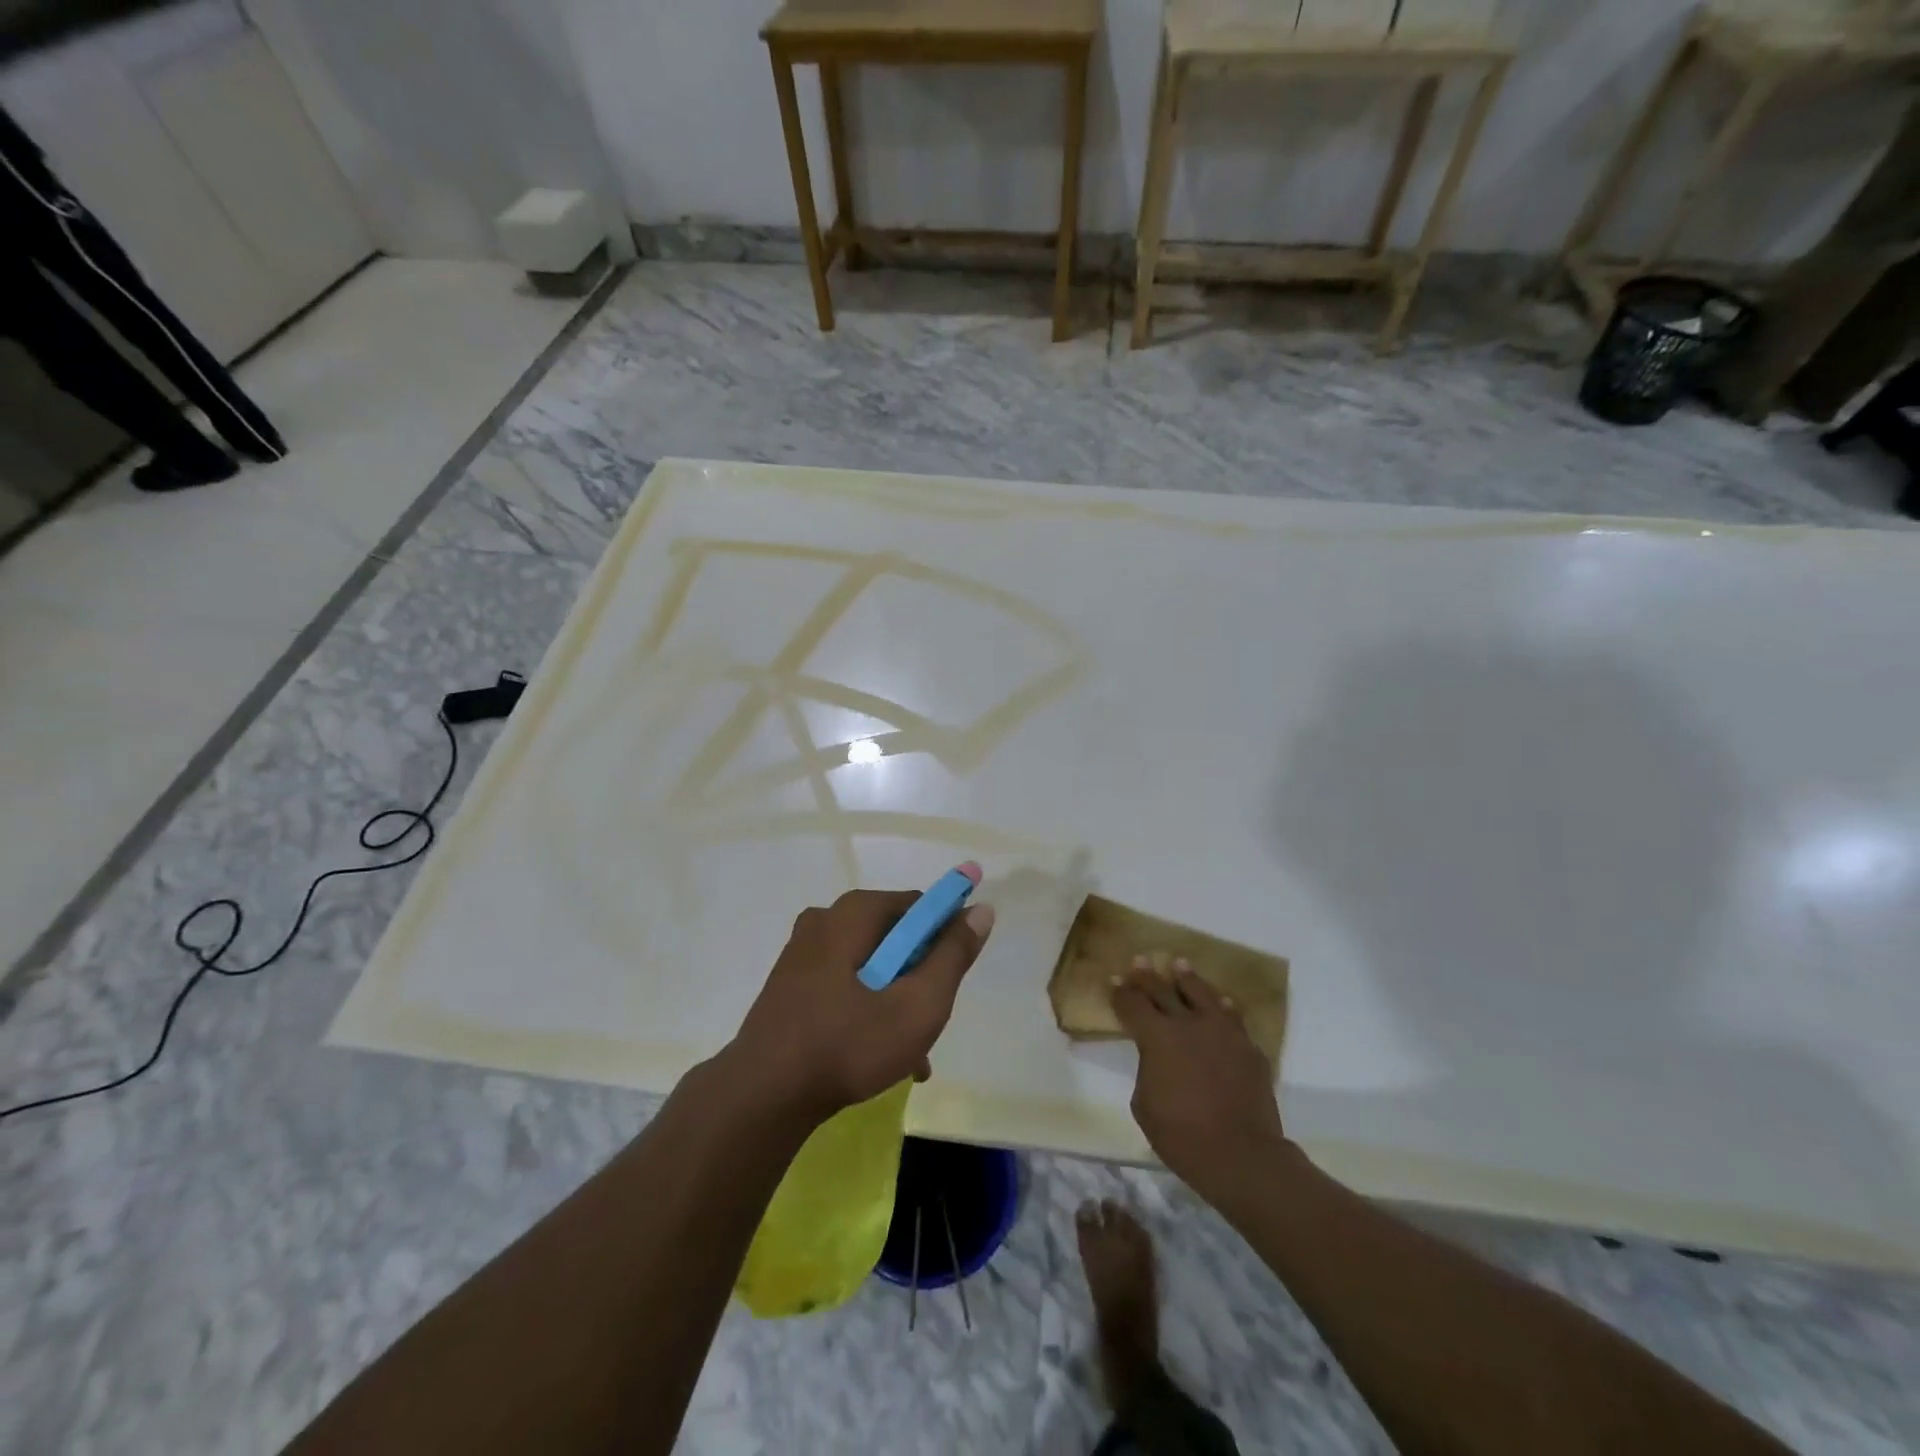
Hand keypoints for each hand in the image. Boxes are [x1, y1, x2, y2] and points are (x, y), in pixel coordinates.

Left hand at [725, 888, 994, 1121]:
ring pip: (870, 966)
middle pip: (894, 938)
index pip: (919, 907)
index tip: (950, 981)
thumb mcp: (918, 1004)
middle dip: (919, 978)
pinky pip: (843, 984)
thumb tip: (981, 909)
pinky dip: (866, 1009)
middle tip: (929, 1022)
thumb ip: (953, 955)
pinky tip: (878, 1056)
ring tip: (911, 1055)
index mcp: (854, 913)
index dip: (945, 939)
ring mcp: (802, 952)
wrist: (762, 1096)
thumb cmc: (848, 1044)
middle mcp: (825, 920)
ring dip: (895, 1001)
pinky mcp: (789, 983)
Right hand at [1113, 958, 1288, 1200]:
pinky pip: (1233, 1017)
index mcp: (1157, 1038)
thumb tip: (1156, 1058)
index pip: (1133, 1005)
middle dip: (1148, 976)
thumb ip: (1147, 1070)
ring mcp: (1223, 1033)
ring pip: (1202, 994)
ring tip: (1180, 965)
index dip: (1121, 992)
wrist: (1241, 1155)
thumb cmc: (1182, 1135)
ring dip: (1188, 978)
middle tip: (1140, 960)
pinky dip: (1223, 1006)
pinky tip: (1222, 1002)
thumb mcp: (1144, 1104)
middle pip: (1164, 991)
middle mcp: (1189, 1025)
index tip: (1115, 979)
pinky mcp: (1248, 1048)